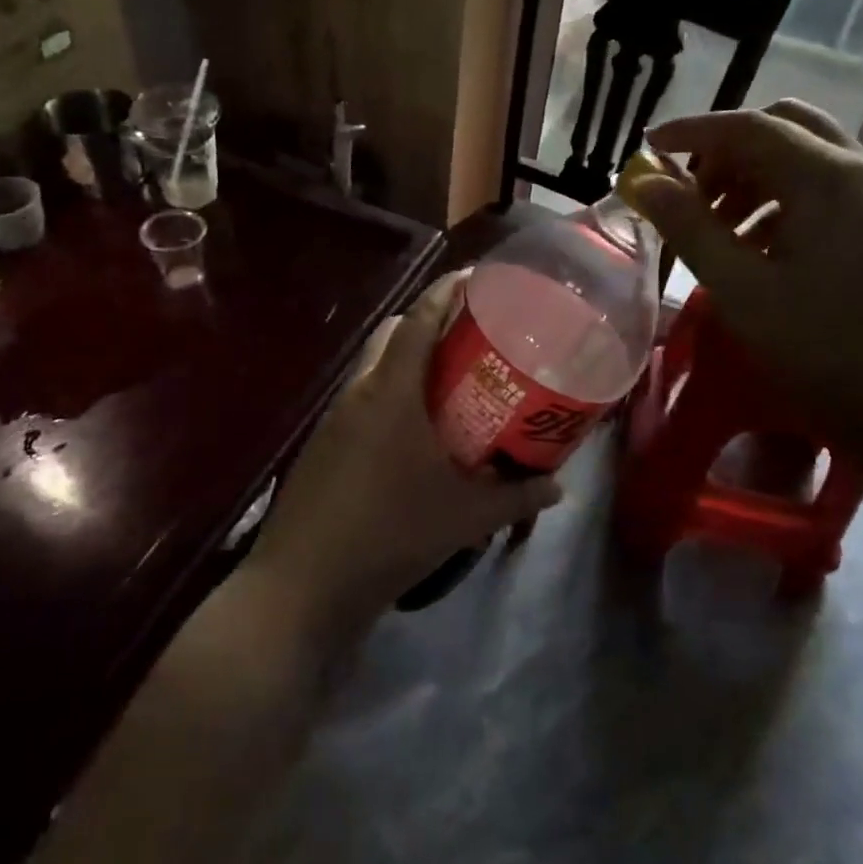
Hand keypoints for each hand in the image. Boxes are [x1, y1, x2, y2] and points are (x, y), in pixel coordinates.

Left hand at [246, 272, 559, 642]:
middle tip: (472, 341)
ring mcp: (334, 418)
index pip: (418, 320)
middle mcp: (358, 392)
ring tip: (449, 386)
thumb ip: (516, 496)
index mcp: (391, 392)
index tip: (475, 280)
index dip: (446, 292)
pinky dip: (389, 398)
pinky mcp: (322, 445)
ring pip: (373, 368)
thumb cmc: (391, 534)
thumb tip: (558, 485)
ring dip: (407, 364)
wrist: (305, 584)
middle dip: (428, 325)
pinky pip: (361, 402)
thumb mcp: (465, 516)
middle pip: (392, 335)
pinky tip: (413, 434)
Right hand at [626, 101, 862, 471]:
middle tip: (692, 194)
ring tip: (722, 232)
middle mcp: (862, 171)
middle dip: (729, 151)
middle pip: (785, 128)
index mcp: (825, 176)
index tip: (647, 146)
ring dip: (756, 178)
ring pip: (810, 159)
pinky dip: (787, 201)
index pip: (747, 126)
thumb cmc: (829, 350)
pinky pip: (832, 191)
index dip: (691, 130)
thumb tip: (645, 181)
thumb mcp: (742, 291)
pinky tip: (767, 253)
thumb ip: (689, 228)